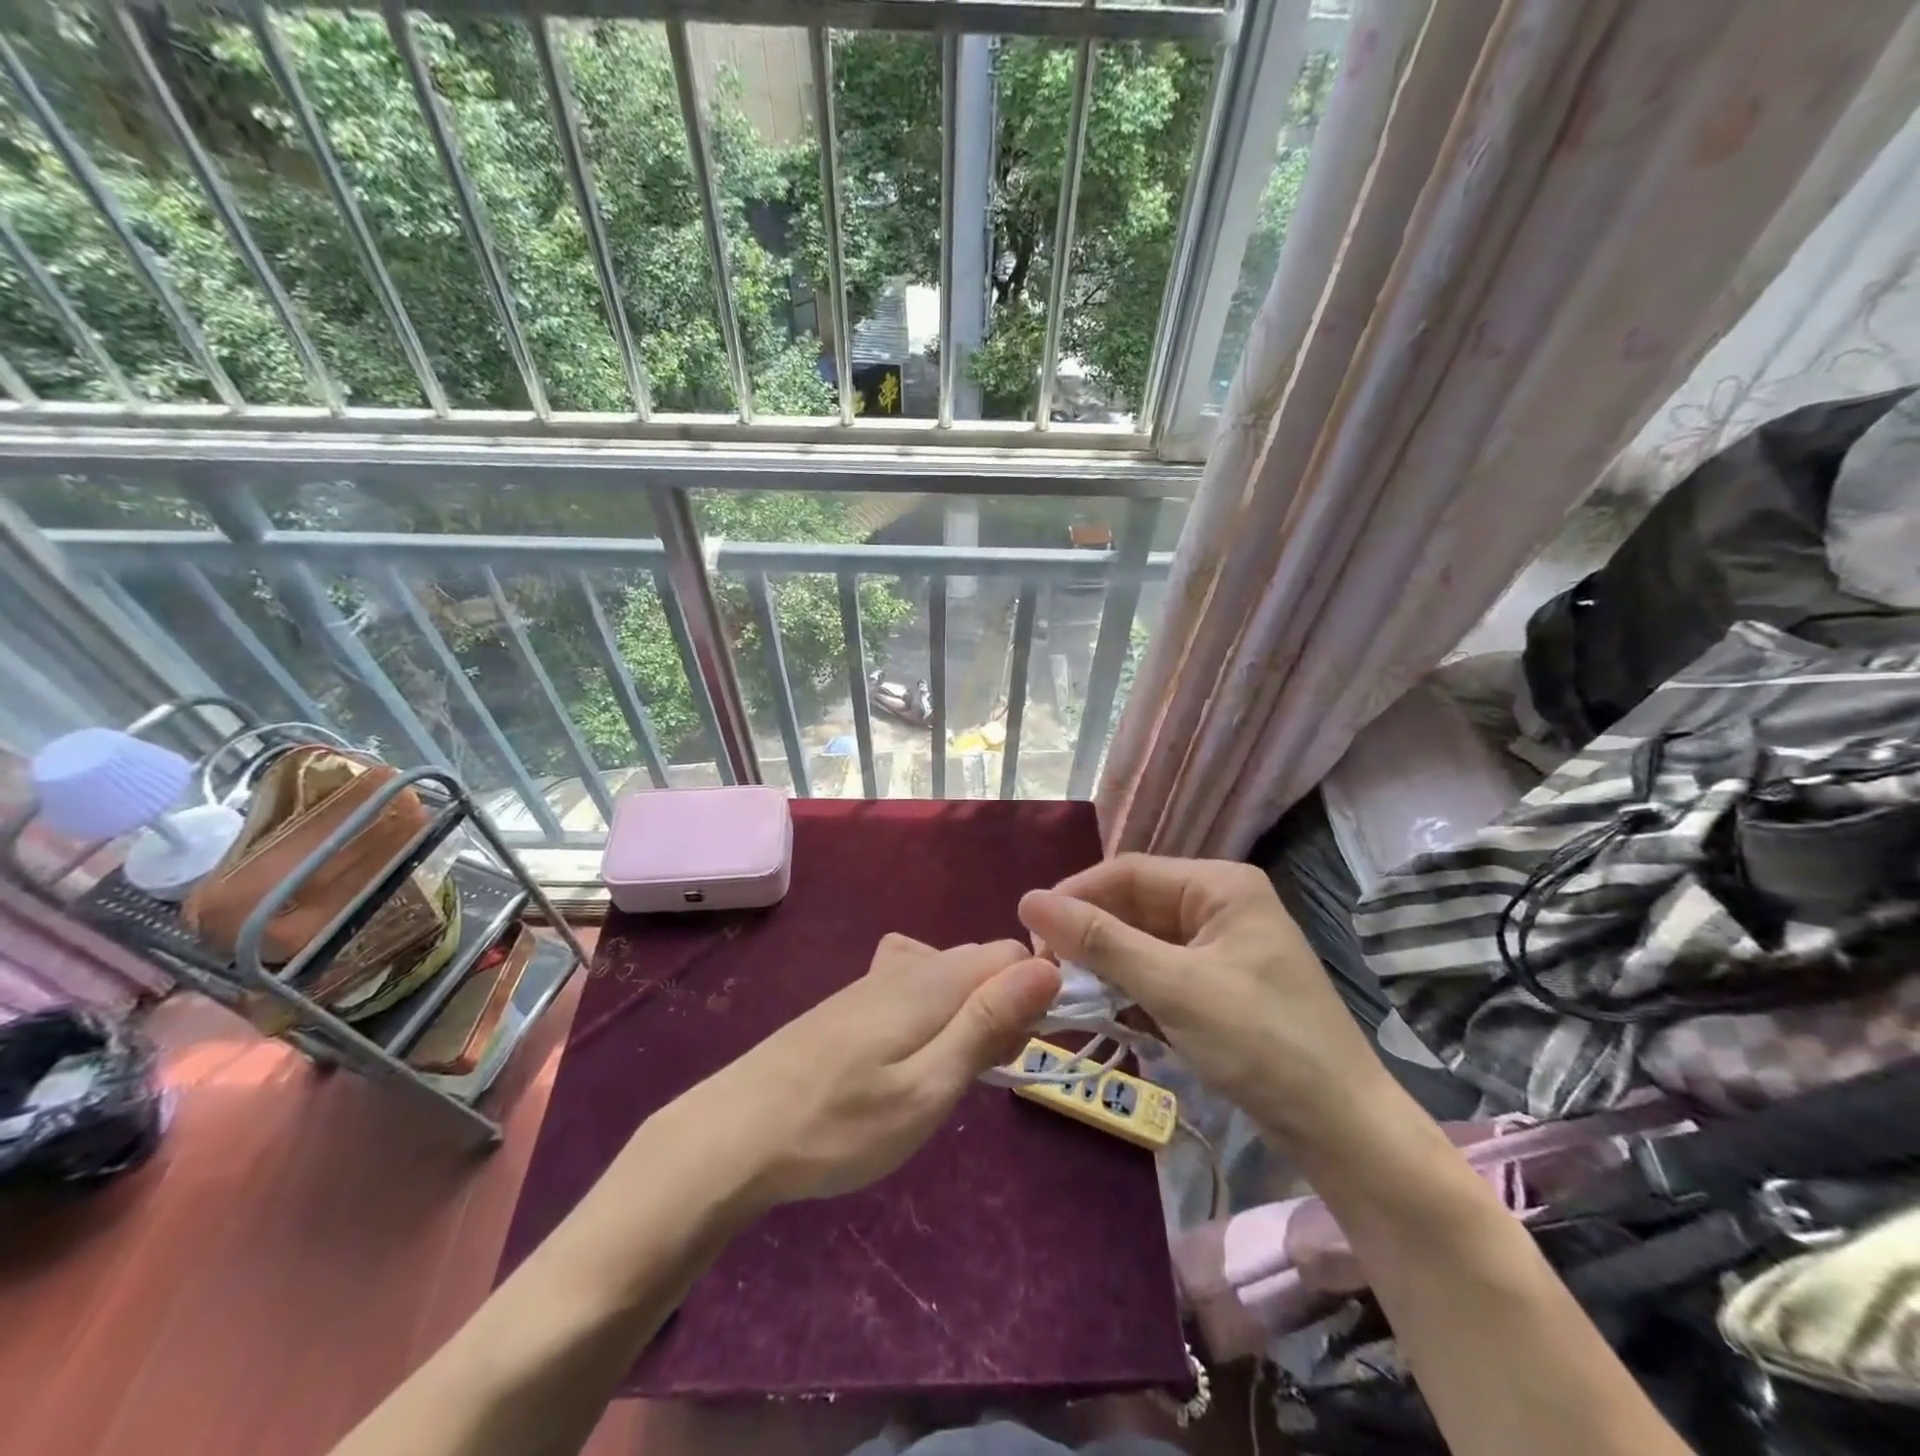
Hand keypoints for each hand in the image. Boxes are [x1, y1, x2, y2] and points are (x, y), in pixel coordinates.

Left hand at [676, 935, 1059, 1206]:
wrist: (735, 1133)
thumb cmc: (841, 1124)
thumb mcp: (929, 1086)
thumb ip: (988, 1023)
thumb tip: (1048, 967)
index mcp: (933, 978)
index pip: (1013, 955)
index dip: (1031, 998)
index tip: (1017, 1052)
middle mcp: (907, 964)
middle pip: (982, 965)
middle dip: (1000, 1010)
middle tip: (975, 1076)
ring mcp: (875, 980)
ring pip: (949, 979)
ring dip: (966, 1018)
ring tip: (942, 1078)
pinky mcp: (853, 1002)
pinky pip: (916, 990)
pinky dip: (932, 1019)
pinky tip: (906, 1063)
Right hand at [1018, 855, 1393, 1149]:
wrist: (1343, 1131)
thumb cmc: (1261, 1043)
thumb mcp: (1174, 986)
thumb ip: (1100, 941)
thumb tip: (1028, 899)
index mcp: (1219, 885)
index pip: (1129, 872)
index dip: (1075, 895)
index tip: (1029, 931)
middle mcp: (1220, 904)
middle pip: (1135, 905)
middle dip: (1090, 934)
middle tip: (1044, 968)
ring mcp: (1222, 946)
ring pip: (1143, 941)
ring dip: (1107, 965)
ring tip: (1067, 990)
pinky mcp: (1219, 985)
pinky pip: (1160, 971)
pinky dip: (1131, 989)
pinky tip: (1106, 1012)